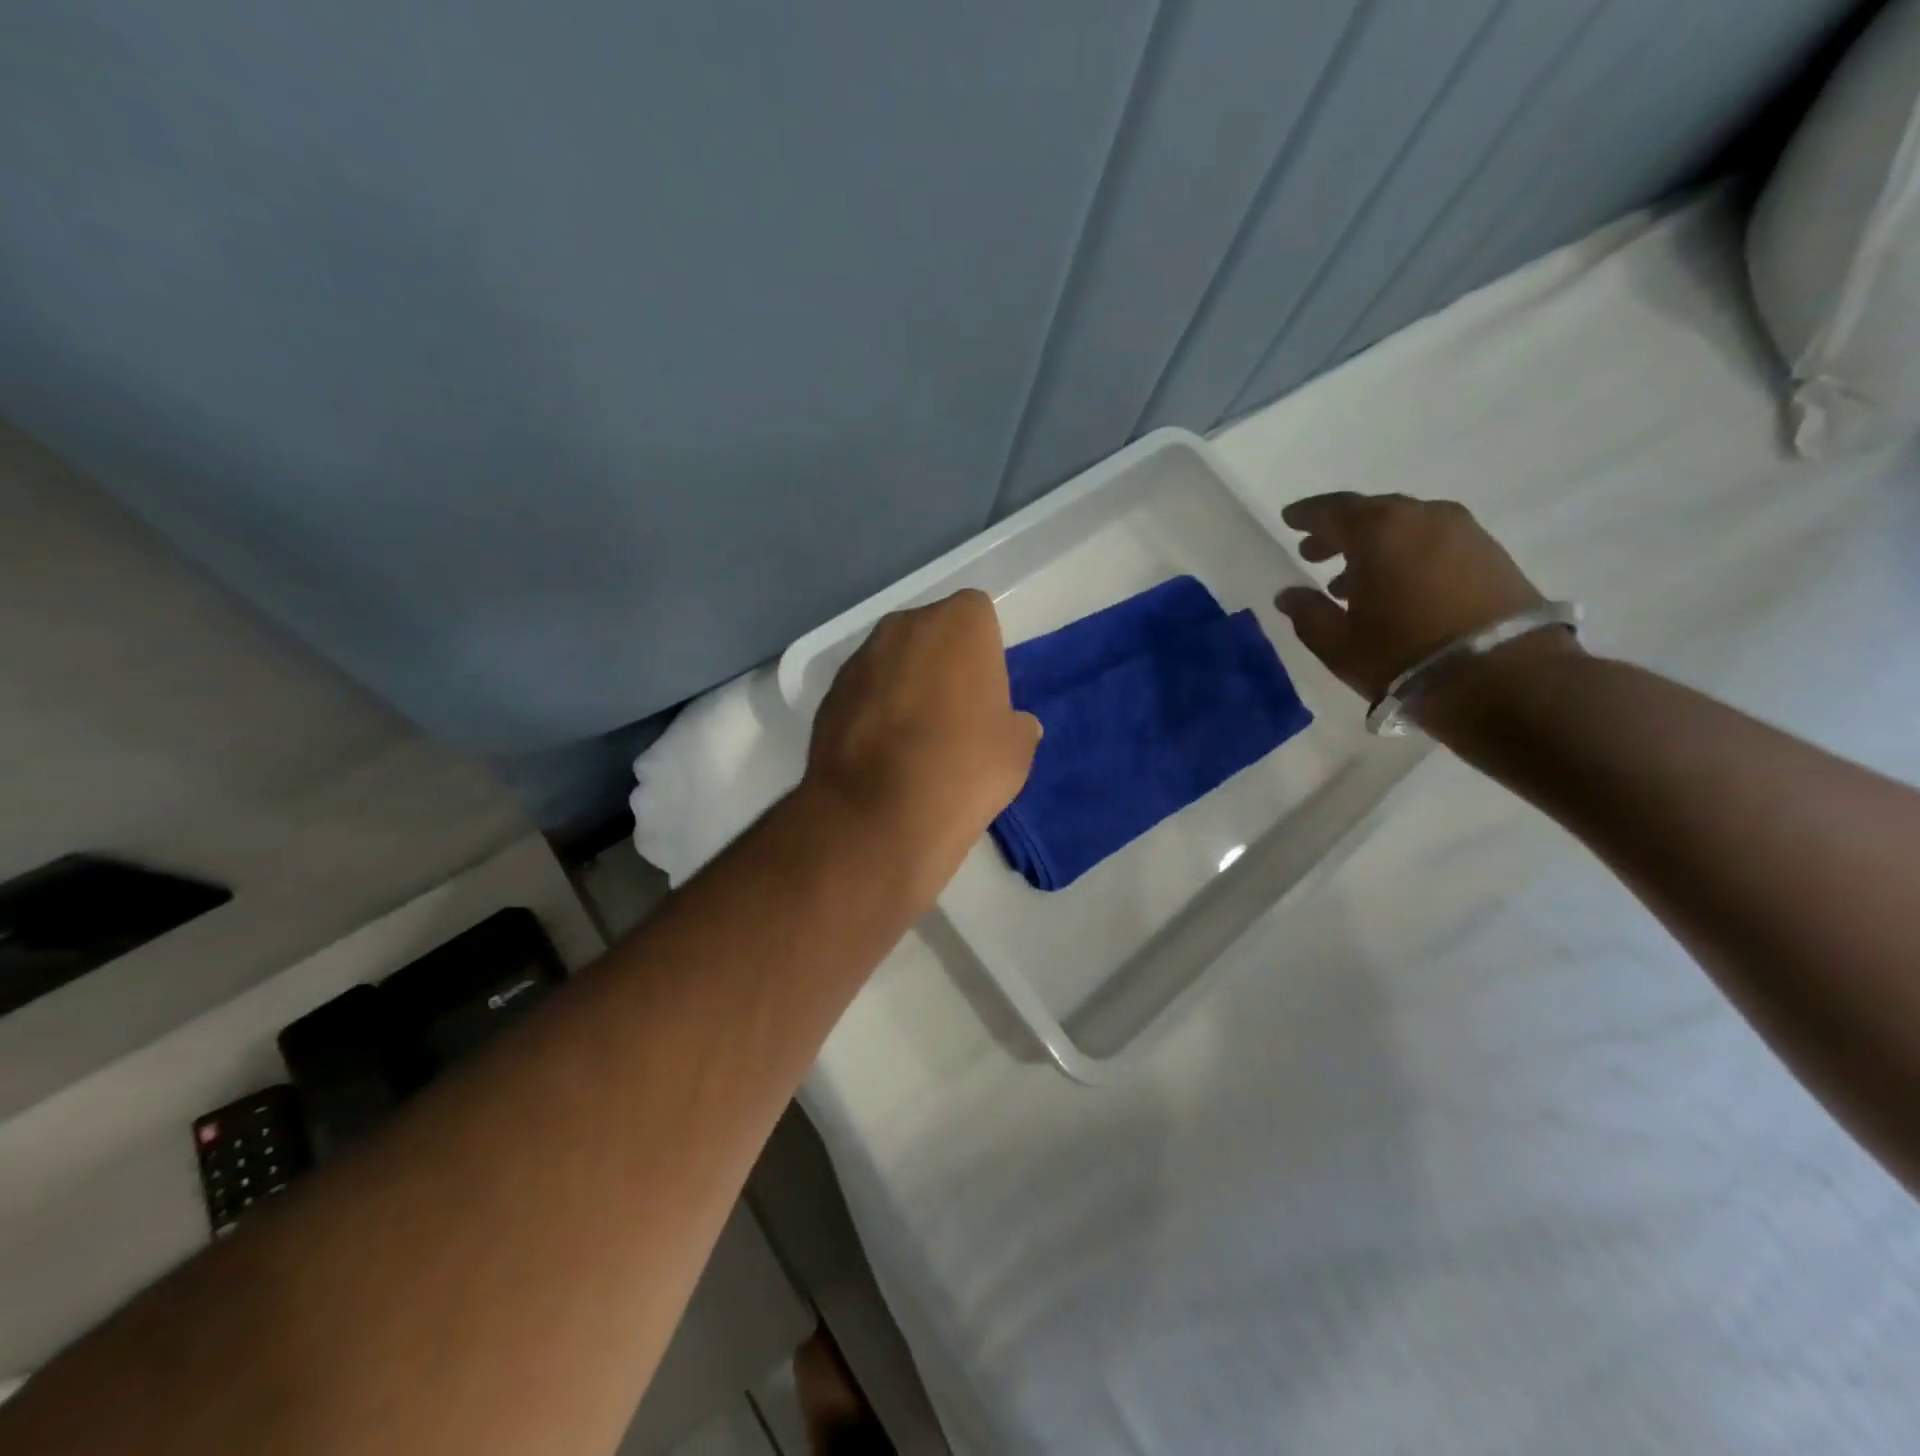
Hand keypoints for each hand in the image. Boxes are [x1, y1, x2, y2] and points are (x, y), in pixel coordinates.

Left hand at [804, 590, 1041, 890]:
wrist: (877, 814)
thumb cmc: (963, 768)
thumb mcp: (1016, 750)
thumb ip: (1016, 725)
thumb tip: (1015, 725)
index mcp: (959, 623)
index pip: (977, 616)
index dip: (983, 653)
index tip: (985, 693)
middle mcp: (904, 625)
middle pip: (931, 634)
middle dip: (941, 663)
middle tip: (954, 715)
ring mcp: (860, 658)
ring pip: (893, 662)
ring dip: (904, 686)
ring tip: (914, 741)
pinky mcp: (829, 694)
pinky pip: (864, 693)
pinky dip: (873, 712)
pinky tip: (882, 755)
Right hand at [1275, 493, 1572, 714]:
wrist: (1505, 677)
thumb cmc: (1403, 656)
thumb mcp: (1338, 643)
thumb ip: (1307, 613)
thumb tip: (1289, 594)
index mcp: (1379, 530)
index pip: (1333, 509)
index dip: (1307, 515)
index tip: (1289, 520)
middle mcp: (1423, 517)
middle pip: (1372, 513)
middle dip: (1340, 531)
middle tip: (1314, 553)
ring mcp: (1464, 533)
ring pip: (1406, 527)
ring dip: (1375, 547)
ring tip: (1350, 580)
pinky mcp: (1492, 555)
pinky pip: (1434, 543)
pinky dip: (1407, 555)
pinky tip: (1396, 587)